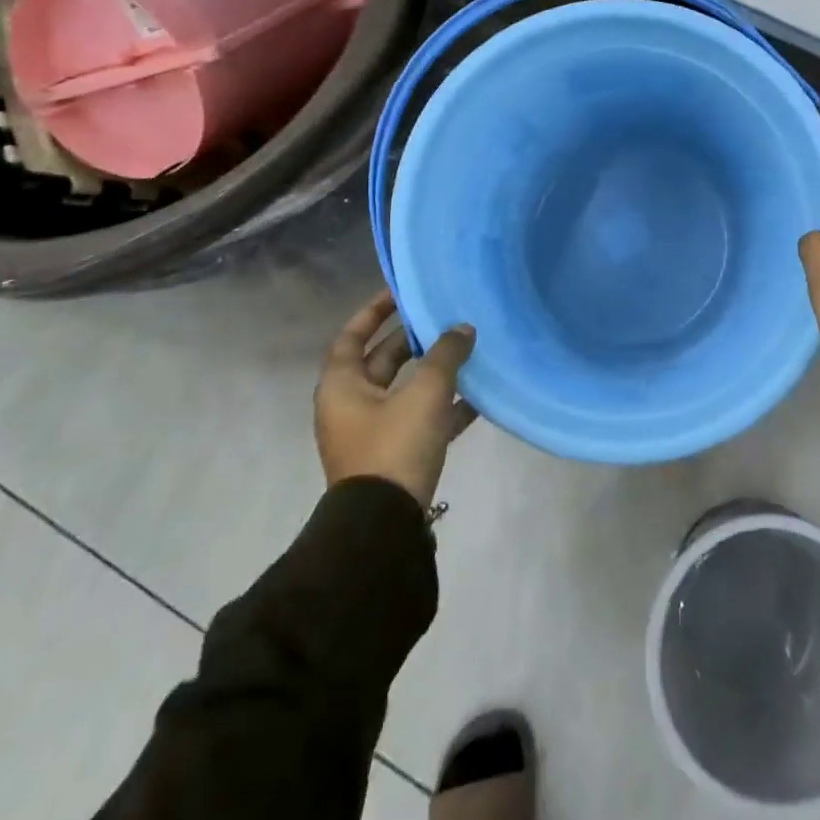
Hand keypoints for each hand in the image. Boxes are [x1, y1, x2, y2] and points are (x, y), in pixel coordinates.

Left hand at [314, 289, 476, 507]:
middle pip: (382, 361)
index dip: (374, 311)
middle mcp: (350, 405)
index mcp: (342, 385)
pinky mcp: (392, 455)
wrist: (383, 527)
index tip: (401, 292)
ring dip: (433, 372)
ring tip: (467, 351)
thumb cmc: (394, 446)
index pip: (353, 336)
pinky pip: (418, 419)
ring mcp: (371, 432)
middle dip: (413, 340)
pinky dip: (442, 406)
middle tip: (444, 318)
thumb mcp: (425, 393)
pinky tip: (477, 398)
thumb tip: (463, 328)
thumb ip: (446, 355)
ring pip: (404, 390)